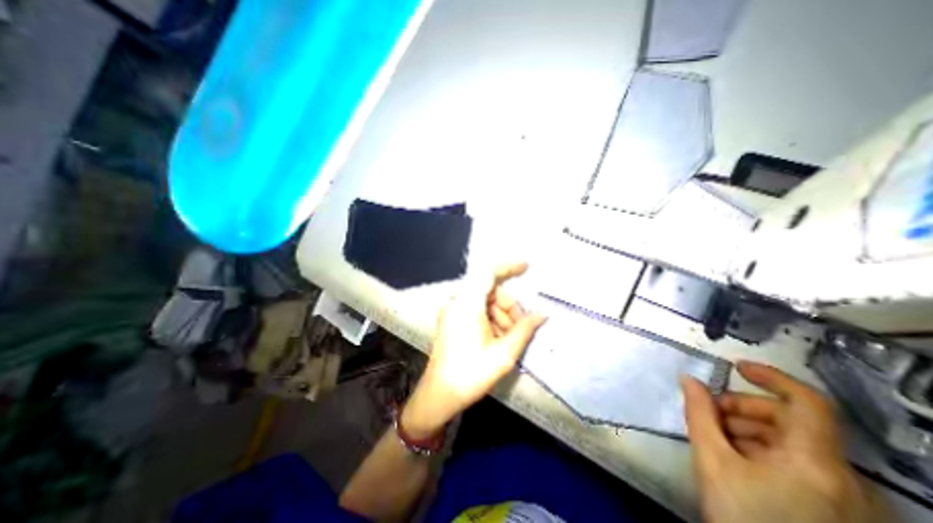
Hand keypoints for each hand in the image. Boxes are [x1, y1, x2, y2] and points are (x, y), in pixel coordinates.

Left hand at [400, 263, 547, 437]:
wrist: (440, 394)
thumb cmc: (471, 374)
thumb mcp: (504, 353)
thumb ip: (525, 329)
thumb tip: (542, 315)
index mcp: (467, 304)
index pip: (488, 273)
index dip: (508, 267)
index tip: (526, 267)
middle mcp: (457, 301)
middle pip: (491, 290)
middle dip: (510, 306)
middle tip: (522, 327)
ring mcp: (453, 310)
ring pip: (486, 301)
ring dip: (502, 316)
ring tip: (510, 339)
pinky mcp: (452, 319)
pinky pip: (476, 310)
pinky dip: (491, 319)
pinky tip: (498, 338)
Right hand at [683, 361, 887, 521]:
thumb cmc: (744, 518)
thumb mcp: (712, 461)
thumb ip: (699, 414)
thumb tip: (689, 380)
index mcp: (815, 462)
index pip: (808, 402)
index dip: (771, 376)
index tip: (736, 368)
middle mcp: (844, 478)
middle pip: (791, 420)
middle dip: (743, 409)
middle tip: (709, 413)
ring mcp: (846, 497)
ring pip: (792, 442)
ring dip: (748, 429)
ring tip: (716, 437)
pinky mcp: (839, 510)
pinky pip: (799, 463)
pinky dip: (764, 450)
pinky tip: (736, 459)